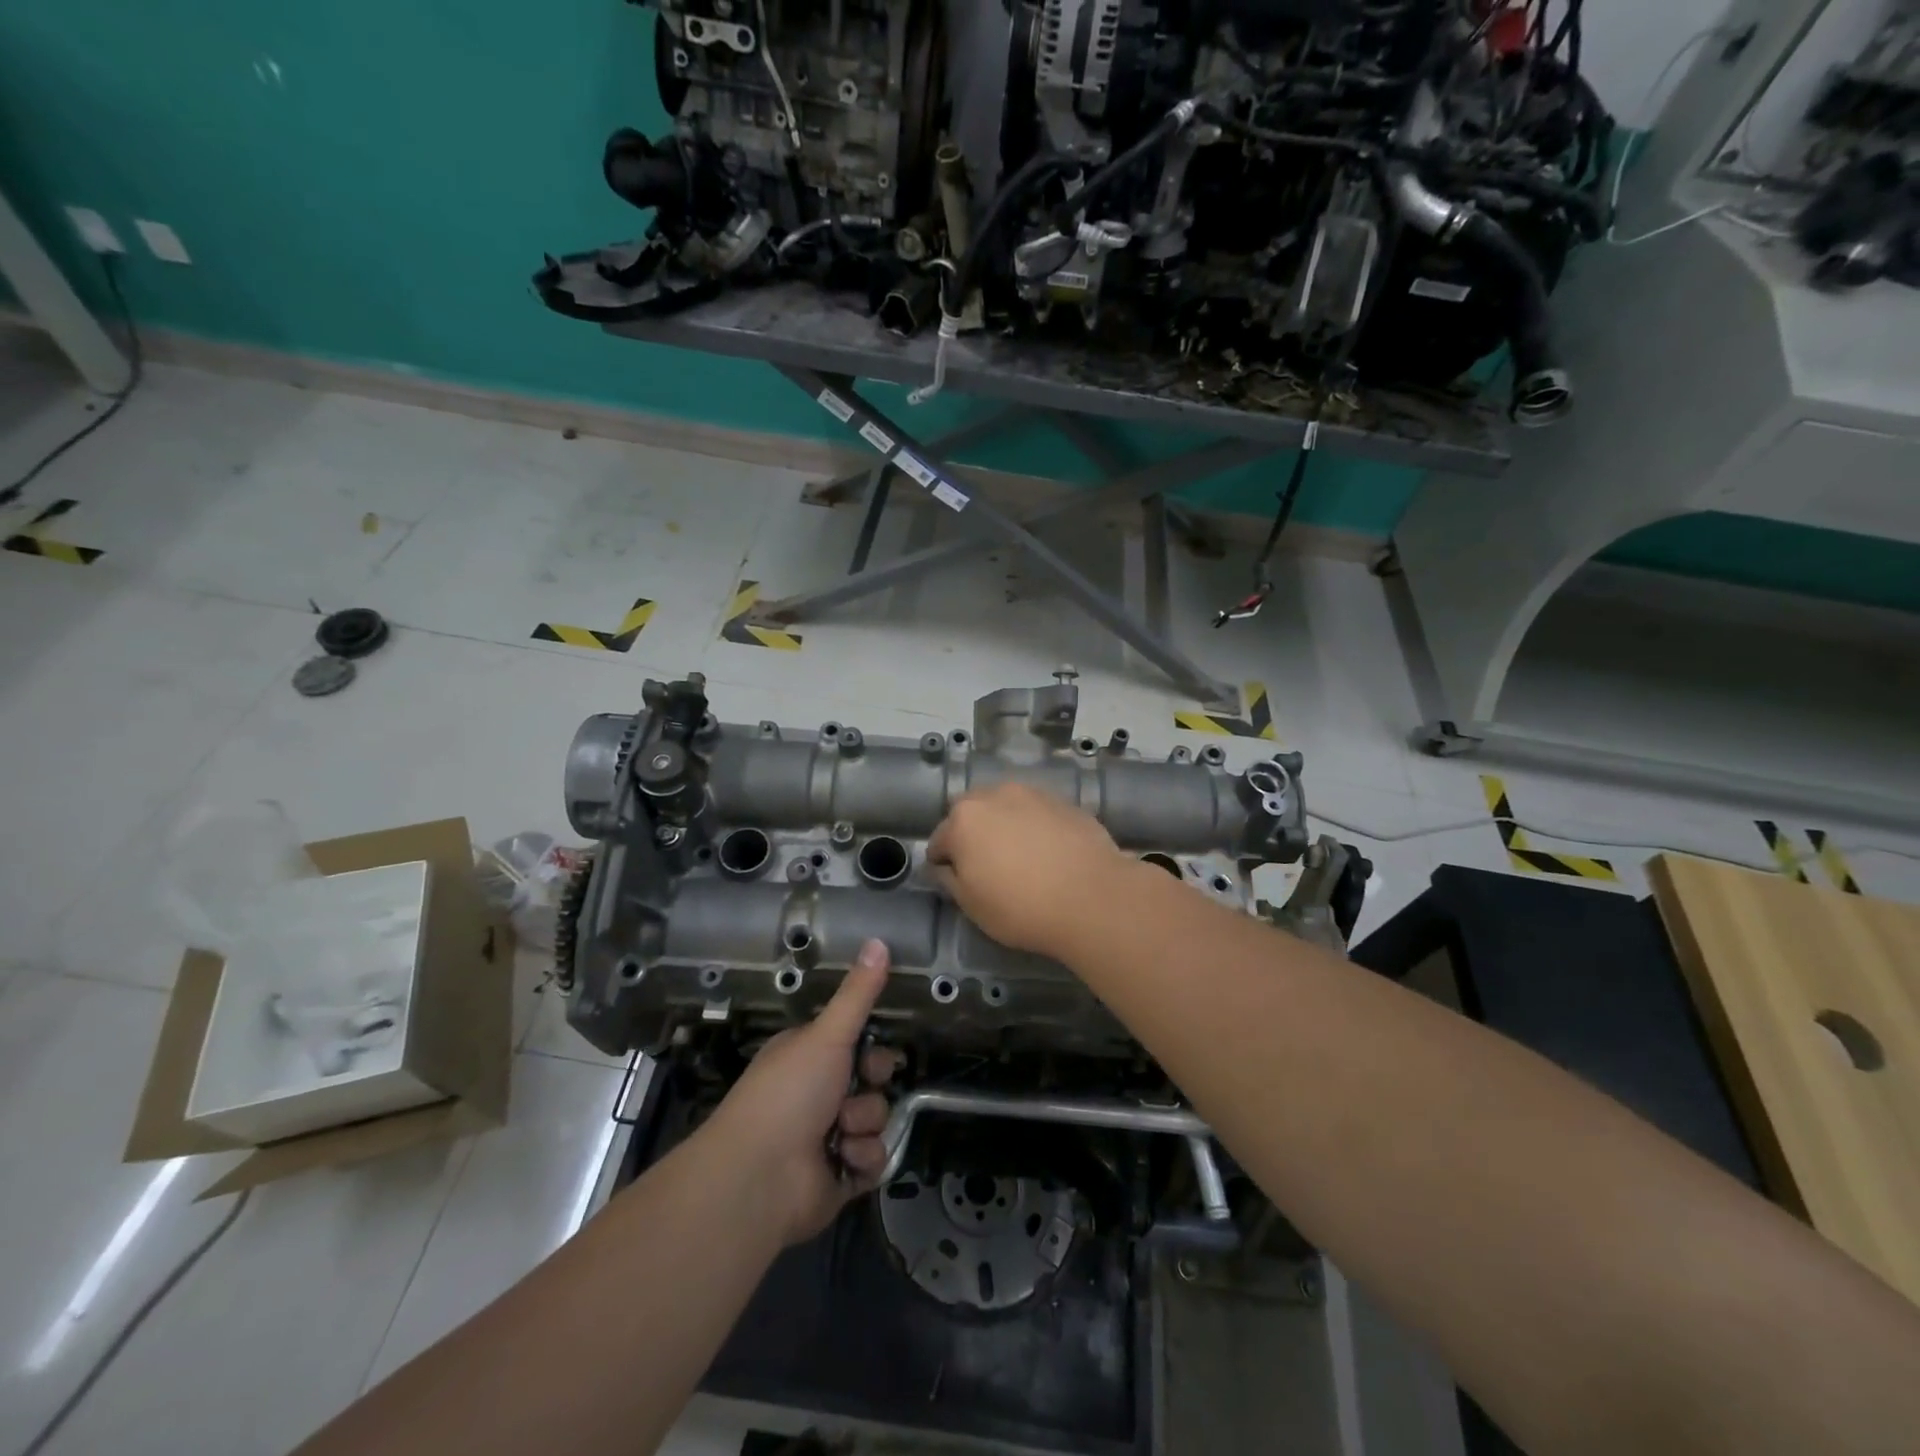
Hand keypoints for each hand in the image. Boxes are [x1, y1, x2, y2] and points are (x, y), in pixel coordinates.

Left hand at [702, 938, 902, 1245]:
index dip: (873, 1051)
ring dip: (863, 1125)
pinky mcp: (839, 1176)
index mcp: (809, 1058)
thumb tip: (879, 939)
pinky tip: (841, 1161)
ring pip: (876, 1120)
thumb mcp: (826, 1034)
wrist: (759, 1176)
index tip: (871, 1054)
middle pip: (873, 1082)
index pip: (858, 1047)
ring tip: (839, 1134)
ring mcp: (828, 1137)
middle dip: (870, 1088)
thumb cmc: (789, 1093)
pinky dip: (861, 1160)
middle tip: (854, 1091)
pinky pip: (873, 1159)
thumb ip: (858, 993)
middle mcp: (818, 1094)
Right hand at [926, 784, 1137, 958]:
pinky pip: (1037, 813)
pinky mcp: (1065, 802)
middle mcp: (995, 795)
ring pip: (1006, 808)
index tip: (955, 882)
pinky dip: (1035, 827)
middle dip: (972, 835)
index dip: (943, 863)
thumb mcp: (972, 905)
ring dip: (1004, 826)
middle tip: (987, 867)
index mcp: (964, 819)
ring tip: (1021, 858)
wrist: (1093, 897)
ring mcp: (1033, 794)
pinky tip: (1049, 853)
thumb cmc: (1021, 907)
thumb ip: (949, 879)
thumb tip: (944, 865)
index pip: (938, 840)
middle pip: (971, 813)